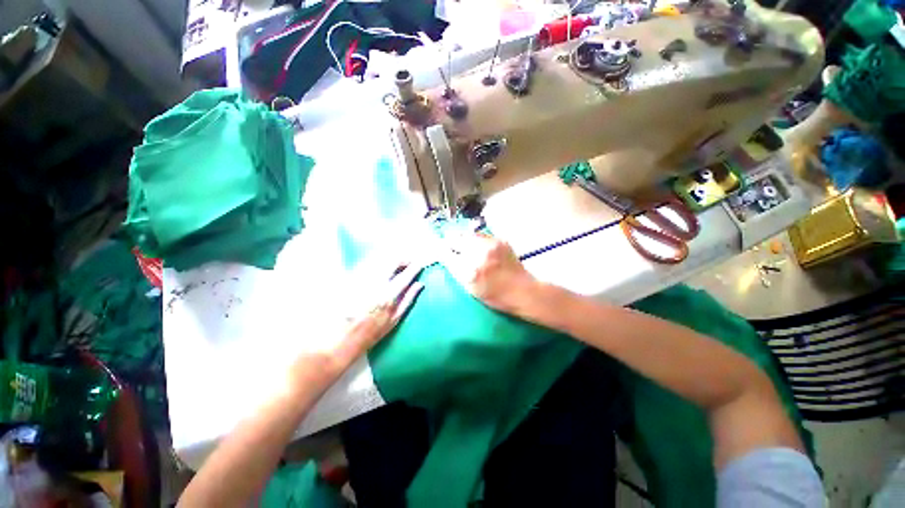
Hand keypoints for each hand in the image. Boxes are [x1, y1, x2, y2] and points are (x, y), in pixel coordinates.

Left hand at [343, 261, 424, 351]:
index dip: (415, 266)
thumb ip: (408, 299)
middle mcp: (374, 284)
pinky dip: (377, 261)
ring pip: (379, 258)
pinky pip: (367, 263)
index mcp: (387, 296)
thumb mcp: (394, 320)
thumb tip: (419, 284)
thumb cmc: (370, 333)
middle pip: (392, 260)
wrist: (338, 339)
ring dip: (390, 258)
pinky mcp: (349, 277)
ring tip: (395, 264)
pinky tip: (380, 267)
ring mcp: (360, 278)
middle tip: (407, 262)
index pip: (405, 275)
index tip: (420, 263)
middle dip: (403, 258)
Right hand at [443, 234, 538, 313]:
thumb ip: (457, 271)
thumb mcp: (471, 289)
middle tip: (448, 245)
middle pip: (455, 238)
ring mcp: (490, 245)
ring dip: (462, 238)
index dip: (439, 250)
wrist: (523, 290)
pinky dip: (475, 239)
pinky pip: (480, 235)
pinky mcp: (499, 240)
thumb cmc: (496, 296)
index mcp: (469, 271)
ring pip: (467, 234)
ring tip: (462, 245)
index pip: (445, 253)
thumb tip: (445, 255)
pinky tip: (477, 247)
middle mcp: (478, 254)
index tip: (437, 249)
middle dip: (450, 241)